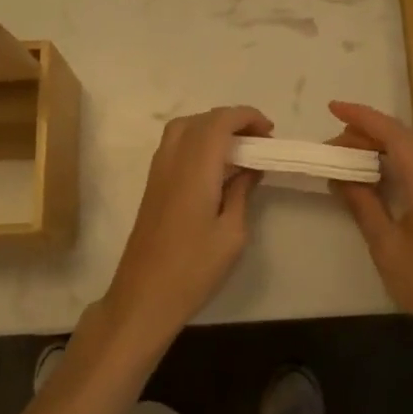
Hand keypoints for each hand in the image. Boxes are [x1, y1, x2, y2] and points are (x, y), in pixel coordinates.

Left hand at [102, 106, 272, 348]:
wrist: (143, 296)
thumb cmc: (193, 269)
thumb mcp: (232, 234)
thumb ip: (241, 193)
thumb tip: (250, 169)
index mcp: (195, 169)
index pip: (219, 122)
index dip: (246, 116)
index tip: (269, 132)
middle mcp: (172, 161)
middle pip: (200, 120)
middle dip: (231, 120)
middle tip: (257, 141)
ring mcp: (157, 172)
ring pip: (183, 129)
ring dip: (211, 128)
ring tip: (238, 150)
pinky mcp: (152, 186)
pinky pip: (174, 146)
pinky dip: (197, 142)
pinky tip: (214, 167)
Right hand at [325, 101, 412, 350]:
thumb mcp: (385, 245)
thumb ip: (363, 204)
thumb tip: (340, 175)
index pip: (393, 135)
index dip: (362, 117)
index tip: (333, 107)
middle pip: (405, 138)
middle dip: (368, 132)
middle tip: (332, 146)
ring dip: (382, 145)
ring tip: (349, 156)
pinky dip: (397, 160)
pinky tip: (378, 175)